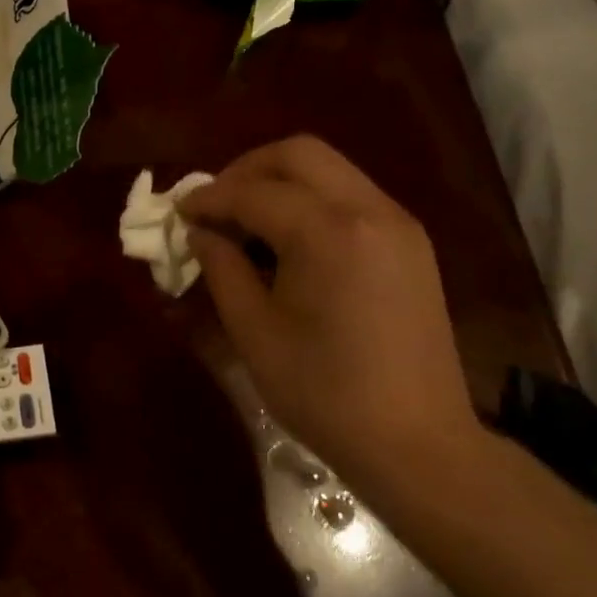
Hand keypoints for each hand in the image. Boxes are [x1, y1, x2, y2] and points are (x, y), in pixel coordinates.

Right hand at [180, 135, 480, 478]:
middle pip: (299, 154)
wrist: (418, 442)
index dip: (209, 198)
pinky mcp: (411, 244)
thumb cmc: (325, 394)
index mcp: (329, 232)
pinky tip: (289, 240)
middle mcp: (370, 210)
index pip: (255, 192)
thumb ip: (222, 269)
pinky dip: (312, 201)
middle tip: (214, 205)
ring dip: (281, 182)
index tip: (178, 212)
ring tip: (246, 221)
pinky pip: (352, 197)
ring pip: (330, 170)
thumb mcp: (255, 333)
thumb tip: (202, 233)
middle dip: (247, 170)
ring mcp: (398, 223)